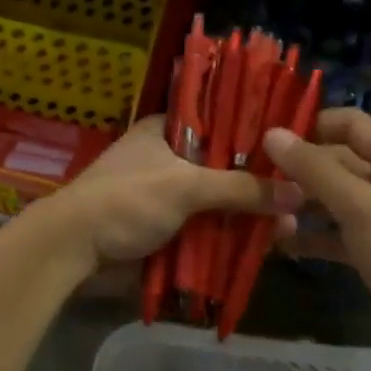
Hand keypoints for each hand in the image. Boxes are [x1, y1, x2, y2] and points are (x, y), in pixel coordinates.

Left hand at [40, 116, 302, 271]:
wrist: (72, 250)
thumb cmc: (126, 200)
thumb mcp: (186, 186)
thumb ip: (241, 188)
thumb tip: (298, 193)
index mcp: (167, 130)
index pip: (222, 120)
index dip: (257, 133)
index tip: (293, 147)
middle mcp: (169, 157)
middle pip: (225, 166)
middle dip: (259, 184)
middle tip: (299, 196)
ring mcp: (166, 195)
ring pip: (217, 201)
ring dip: (248, 215)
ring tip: (288, 228)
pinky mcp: (165, 228)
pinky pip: (205, 228)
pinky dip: (228, 236)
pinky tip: (262, 245)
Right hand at [263, 109, 370, 370]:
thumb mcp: (359, 205)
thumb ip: (315, 170)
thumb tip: (272, 134)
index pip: (351, 125)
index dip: (313, 124)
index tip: (271, 136)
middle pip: (337, 164)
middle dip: (299, 170)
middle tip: (256, 178)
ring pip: (332, 202)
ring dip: (300, 205)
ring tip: (263, 213)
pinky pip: (334, 236)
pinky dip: (311, 237)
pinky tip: (280, 243)